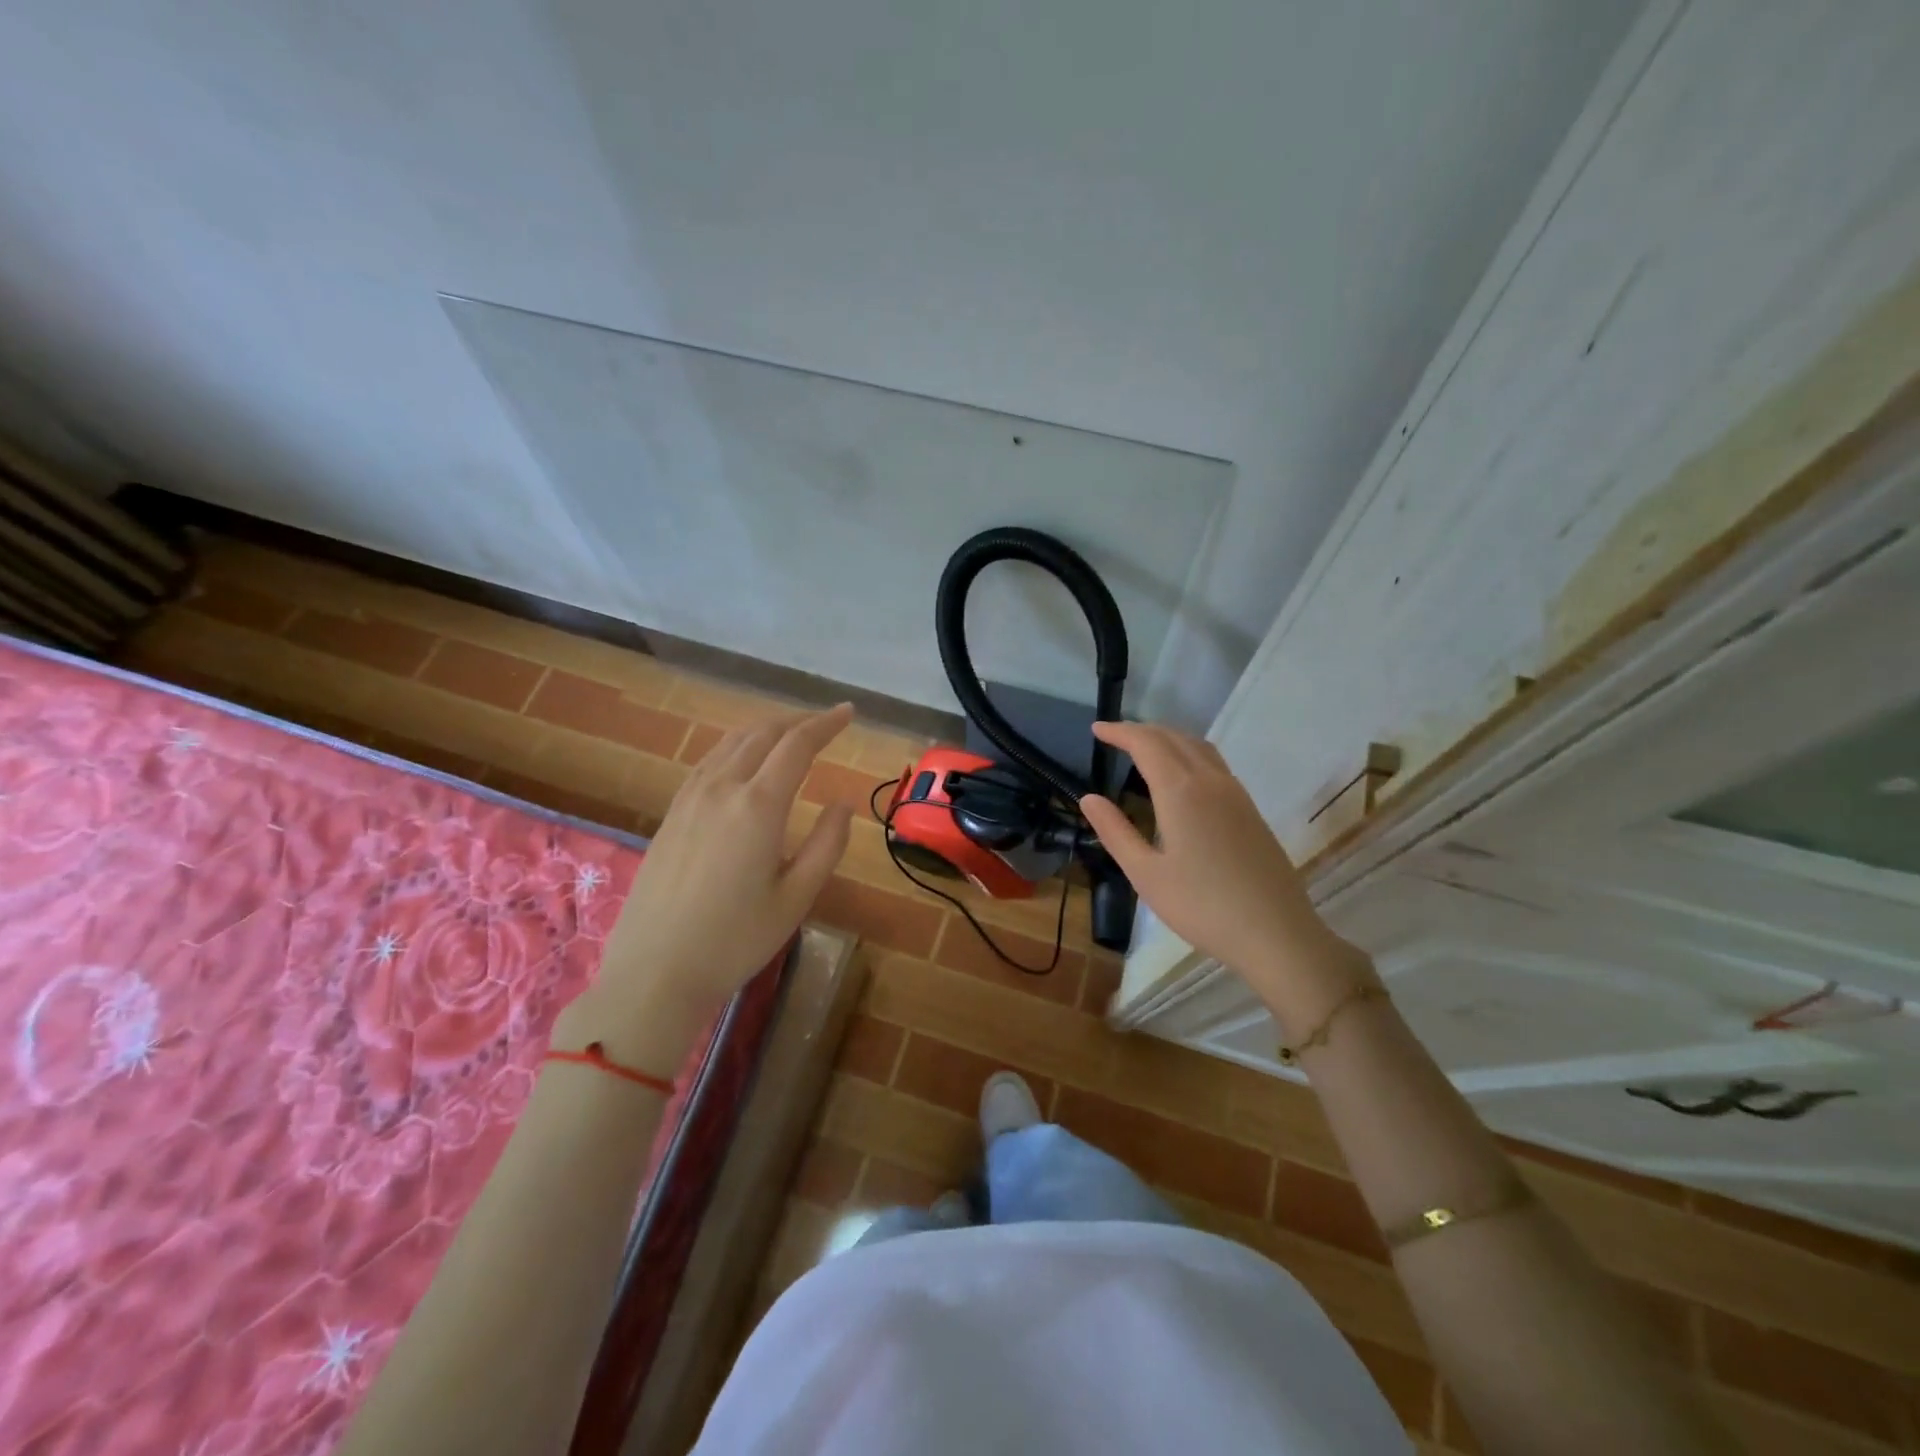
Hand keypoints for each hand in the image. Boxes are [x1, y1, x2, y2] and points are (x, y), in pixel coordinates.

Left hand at [555, 704, 854, 1065]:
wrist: (654, 972)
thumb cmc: (735, 940)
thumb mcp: (796, 897)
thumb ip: (827, 844)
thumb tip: (843, 804)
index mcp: (758, 806)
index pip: (797, 745)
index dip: (826, 724)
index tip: (848, 712)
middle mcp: (722, 788)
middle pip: (762, 734)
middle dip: (798, 721)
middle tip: (825, 721)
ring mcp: (689, 798)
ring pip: (731, 743)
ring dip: (766, 729)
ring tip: (790, 732)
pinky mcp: (671, 814)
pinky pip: (709, 761)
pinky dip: (737, 747)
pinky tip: (743, 760)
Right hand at [1078, 721, 1374, 1029]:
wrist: (1276, 933)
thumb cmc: (1202, 907)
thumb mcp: (1145, 874)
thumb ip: (1115, 832)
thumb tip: (1088, 799)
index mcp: (1181, 791)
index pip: (1146, 744)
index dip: (1119, 732)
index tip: (1096, 729)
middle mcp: (1210, 781)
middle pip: (1174, 738)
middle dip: (1141, 731)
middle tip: (1114, 736)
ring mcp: (1236, 794)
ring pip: (1199, 746)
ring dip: (1168, 738)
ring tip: (1144, 748)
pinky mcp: (1250, 810)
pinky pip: (1214, 763)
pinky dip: (1188, 753)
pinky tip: (1181, 776)